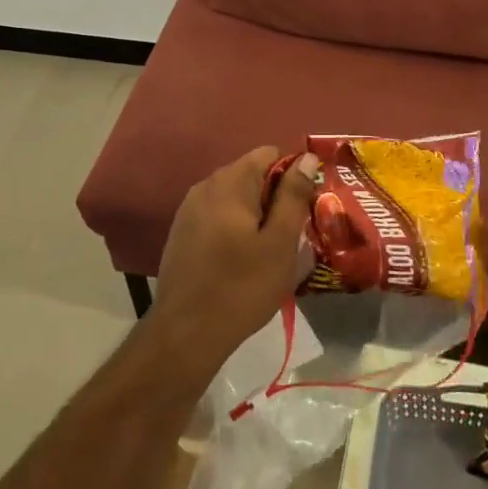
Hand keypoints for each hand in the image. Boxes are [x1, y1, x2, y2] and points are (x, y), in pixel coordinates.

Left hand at [149, 146, 319, 377]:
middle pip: (250, 174)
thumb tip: (307, 157)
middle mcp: (205, 186)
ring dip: (254, 213)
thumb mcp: (280, 243)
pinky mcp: (180, 232)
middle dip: (274, 196)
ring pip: (233, 196)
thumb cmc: (241, 287)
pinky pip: (216, 215)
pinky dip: (233, 226)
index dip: (292, 174)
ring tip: (269, 249)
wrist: (185, 334)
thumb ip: (293, 195)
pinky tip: (241, 259)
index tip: (303, 208)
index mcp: (230, 183)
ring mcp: (188, 209)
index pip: (268, 154)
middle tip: (291, 234)